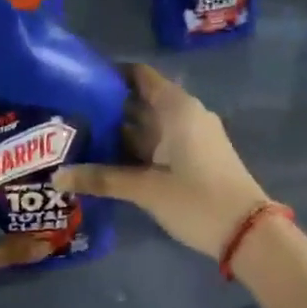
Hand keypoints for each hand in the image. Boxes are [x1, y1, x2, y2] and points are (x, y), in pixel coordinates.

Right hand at [53, 64, 269, 259]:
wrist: (249, 232)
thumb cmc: (197, 199)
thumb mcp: (146, 189)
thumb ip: (102, 178)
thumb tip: (57, 176)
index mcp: (176, 108)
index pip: (140, 76)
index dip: (110, 75)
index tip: (78, 80)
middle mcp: (185, 114)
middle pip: (140, 101)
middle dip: (107, 108)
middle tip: (68, 115)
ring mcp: (192, 137)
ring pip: (148, 126)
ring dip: (119, 132)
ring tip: (79, 137)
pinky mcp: (195, 157)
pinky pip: (159, 143)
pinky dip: (135, 148)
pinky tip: (107, 160)